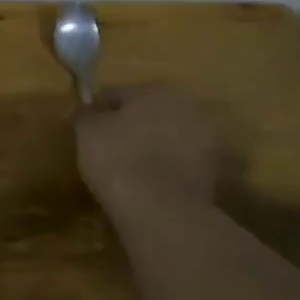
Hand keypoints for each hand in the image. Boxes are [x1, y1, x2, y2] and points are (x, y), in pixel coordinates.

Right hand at [75, 83, 221, 225]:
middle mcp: (190, 106)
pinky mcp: (215, 171)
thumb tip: (83, 108)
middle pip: (149, 114)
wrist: (162, 210)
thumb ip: (84, 114)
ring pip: (168, 138)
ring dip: (152, 147)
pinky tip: (150, 185)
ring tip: (130, 171)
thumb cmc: (119, 160)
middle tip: (109, 151)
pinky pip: (181, 163)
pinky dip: (168, 169)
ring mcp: (209, 139)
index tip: (86, 132)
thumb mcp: (87, 133)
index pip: (118, 95)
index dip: (98, 112)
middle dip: (131, 127)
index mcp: (159, 90)